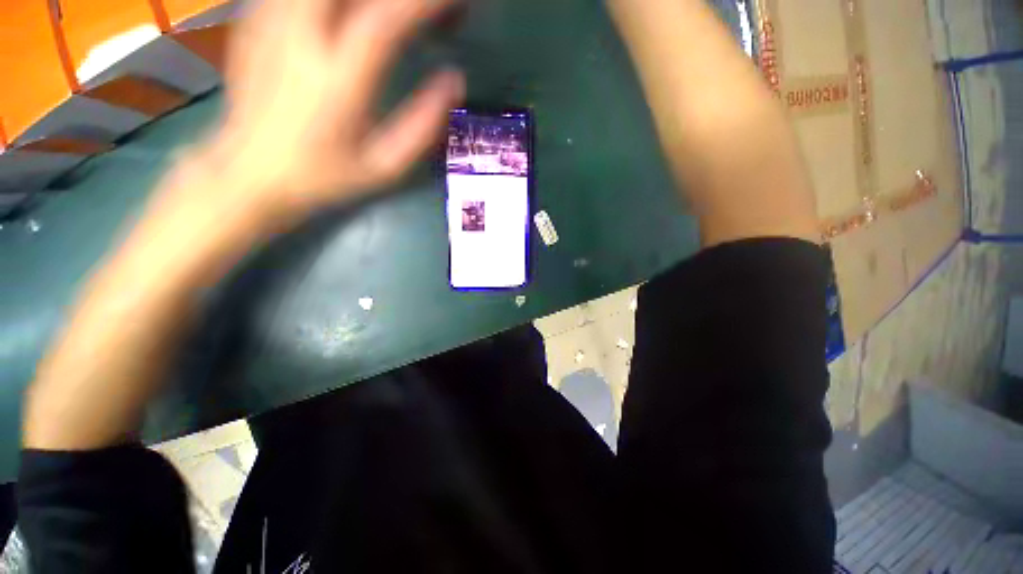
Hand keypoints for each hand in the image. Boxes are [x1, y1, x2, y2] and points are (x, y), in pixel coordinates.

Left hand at [169, 0, 465, 239]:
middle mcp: (302, 39)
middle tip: (420, 6)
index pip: (387, 21)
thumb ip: (422, 126)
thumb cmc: (325, 176)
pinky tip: (349, 13)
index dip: (425, 3)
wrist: (249, 173)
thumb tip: (454, 81)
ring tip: (391, 11)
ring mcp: (272, 23)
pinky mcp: (255, 20)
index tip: (457, 4)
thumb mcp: (384, 167)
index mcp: (338, 81)